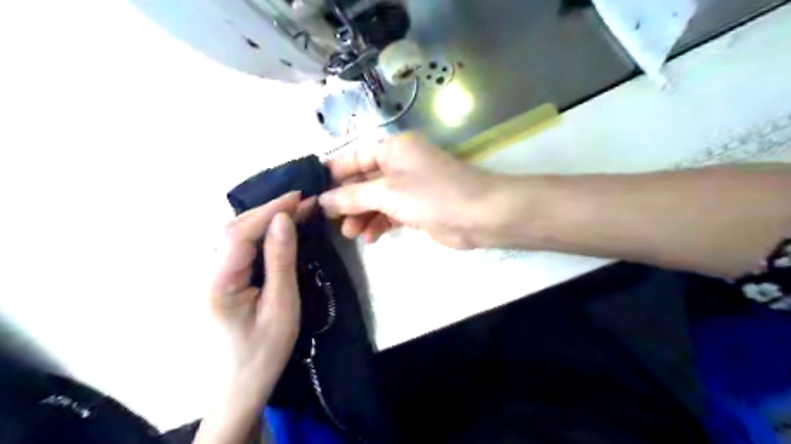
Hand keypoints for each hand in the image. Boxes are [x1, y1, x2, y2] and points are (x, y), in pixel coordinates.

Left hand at [212, 193, 313, 396]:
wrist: (241, 383)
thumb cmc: (265, 350)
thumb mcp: (282, 306)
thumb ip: (280, 260)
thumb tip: (283, 219)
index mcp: (219, 282)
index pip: (240, 233)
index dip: (269, 210)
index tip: (299, 197)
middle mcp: (206, 272)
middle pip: (233, 228)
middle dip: (268, 210)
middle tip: (301, 201)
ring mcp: (210, 274)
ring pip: (234, 234)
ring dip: (263, 218)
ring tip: (293, 209)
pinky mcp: (219, 277)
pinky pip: (237, 246)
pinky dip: (259, 231)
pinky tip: (277, 227)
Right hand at [317, 131, 495, 249]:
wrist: (478, 216)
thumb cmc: (432, 195)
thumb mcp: (387, 193)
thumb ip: (353, 196)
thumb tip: (323, 200)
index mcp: (393, 148)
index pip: (354, 156)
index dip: (333, 173)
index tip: (312, 190)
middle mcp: (400, 163)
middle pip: (363, 180)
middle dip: (346, 200)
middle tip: (328, 220)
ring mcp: (409, 186)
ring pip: (375, 199)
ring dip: (361, 215)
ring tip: (348, 234)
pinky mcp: (416, 207)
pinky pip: (389, 213)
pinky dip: (379, 224)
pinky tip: (369, 238)